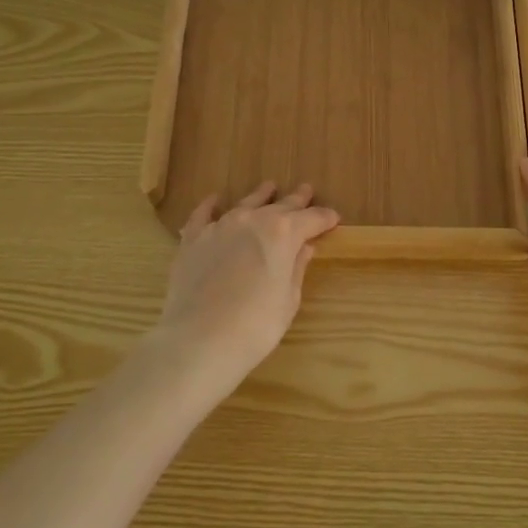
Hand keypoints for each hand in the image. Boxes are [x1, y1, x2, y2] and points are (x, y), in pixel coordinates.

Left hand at [151, 182, 339, 393]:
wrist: (200, 340)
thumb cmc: (256, 325)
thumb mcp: (288, 299)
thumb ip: (296, 267)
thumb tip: (305, 247)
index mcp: (284, 233)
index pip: (312, 219)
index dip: (324, 218)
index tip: (334, 218)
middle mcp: (253, 220)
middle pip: (280, 206)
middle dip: (297, 200)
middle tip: (306, 190)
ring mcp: (220, 226)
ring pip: (245, 204)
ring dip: (260, 196)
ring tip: (269, 187)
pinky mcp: (193, 239)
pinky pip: (203, 214)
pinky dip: (211, 205)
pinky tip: (215, 200)